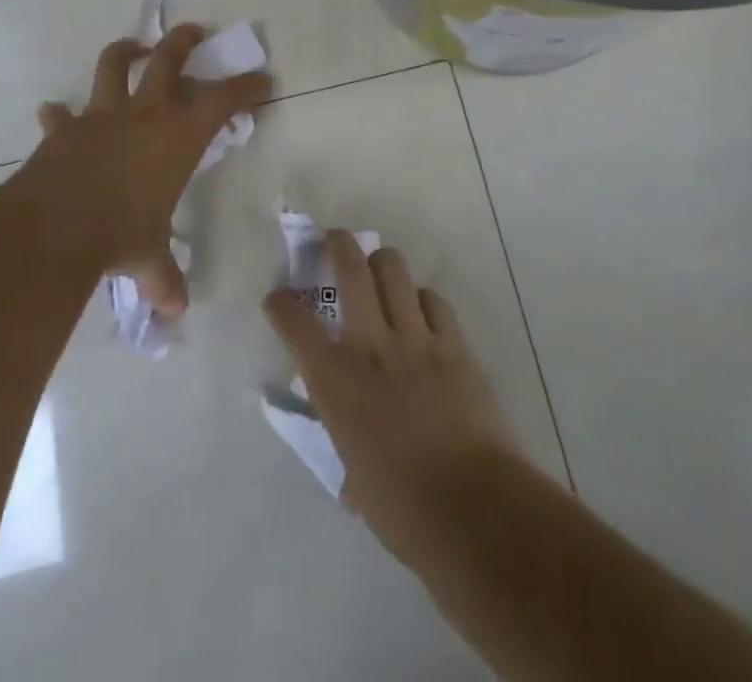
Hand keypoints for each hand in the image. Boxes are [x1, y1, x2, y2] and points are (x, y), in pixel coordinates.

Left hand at [20, 25, 271, 315]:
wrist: (55, 226)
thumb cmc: (120, 233)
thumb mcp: (148, 256)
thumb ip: (163, 278)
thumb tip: (175, 310)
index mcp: (178, 135)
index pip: (223, 100)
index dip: (246, 87)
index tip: (263, 79)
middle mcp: (144, 114)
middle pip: (168, 59)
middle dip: (185, 41)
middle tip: (196, 31)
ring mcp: (101, 116)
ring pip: (113, 65)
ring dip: (125, 51)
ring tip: (134, 46)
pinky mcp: (64, 130)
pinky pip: (60, 116)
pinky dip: (59, 115)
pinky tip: (54, 113)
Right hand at [265, 231, 519, 556]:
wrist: (473, 507)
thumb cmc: (402, 510)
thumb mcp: (354, 476)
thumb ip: (347, 444)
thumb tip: (352, 456)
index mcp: (336, 382)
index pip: (295, 324)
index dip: (281, 305)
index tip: (279, 299)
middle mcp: (371, 346)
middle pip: (351, 268)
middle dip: (338, 244)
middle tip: (335, 241)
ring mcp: (416, 337)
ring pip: (394, 268)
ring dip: (382, 263)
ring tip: (380, 271)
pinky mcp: (454, 342)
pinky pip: (433, 300)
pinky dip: (422, 300)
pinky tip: (422, 313)